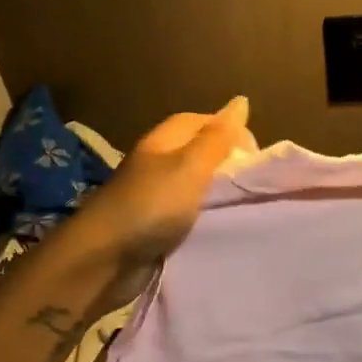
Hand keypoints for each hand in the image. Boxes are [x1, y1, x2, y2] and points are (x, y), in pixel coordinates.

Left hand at [62, 97, 251, 273]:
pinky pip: (187, 216)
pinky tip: (222, 227)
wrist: (105, 261)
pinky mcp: (153, 227)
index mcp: (164, 141)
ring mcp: (153, 197)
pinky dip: (204, 219)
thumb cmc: (151, 205)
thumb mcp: (191, 166)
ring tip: (245, 204)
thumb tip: (241, 100)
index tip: (257, 154)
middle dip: (227, 164)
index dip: (230, 131)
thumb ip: (218, 138)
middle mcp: (157, 164)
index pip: (202, 122)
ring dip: (217, 194)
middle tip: (255, 182)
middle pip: (199, 154)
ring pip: (195, 187)